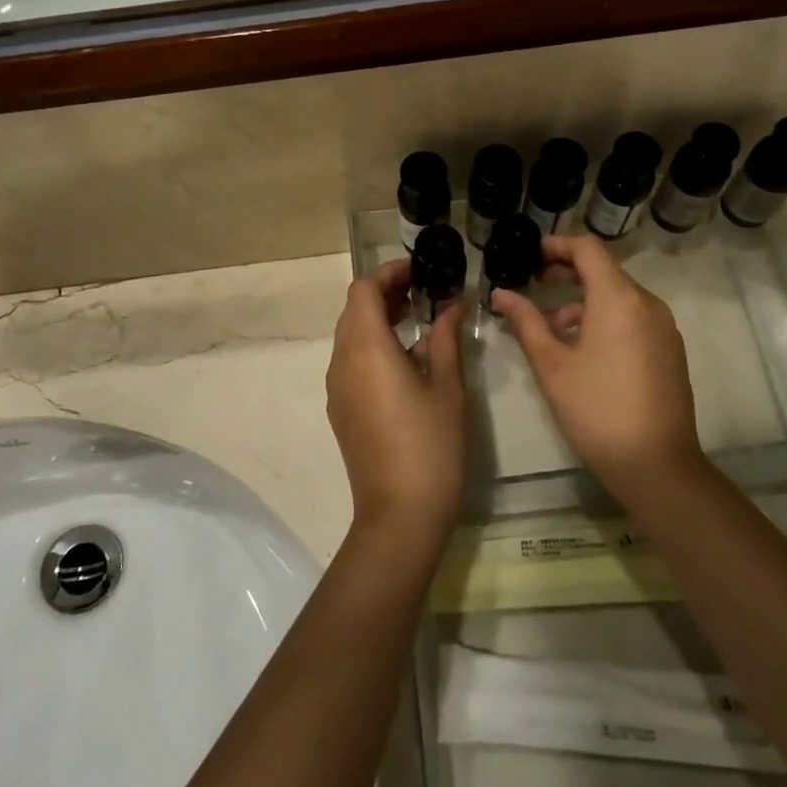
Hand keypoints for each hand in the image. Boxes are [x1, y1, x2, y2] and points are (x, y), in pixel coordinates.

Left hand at [325, 259, 468, 543]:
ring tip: (418, 319)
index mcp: (366, 349)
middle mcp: (342, 362)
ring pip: (350, 336)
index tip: (420, 271)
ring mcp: (336, 389)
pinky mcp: (340, 410)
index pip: (363, 290)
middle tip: (423, 291)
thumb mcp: (448, 388)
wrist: (399, 515)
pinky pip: (351, 362)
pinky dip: (372, 346)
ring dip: (378, 320)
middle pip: (353, 310)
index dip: (389, 273)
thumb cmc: (431, 446)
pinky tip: (406, 360)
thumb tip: (450, 305)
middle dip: (384, 293)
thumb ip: (445, 339)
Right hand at [491, 235, 703, 495]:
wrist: (656, 464)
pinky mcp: (669, 350)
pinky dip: (606, 317)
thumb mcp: (552, 365)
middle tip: (534, 281)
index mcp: (619, 299)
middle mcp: (647, 304)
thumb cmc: (596, 409)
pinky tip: (582, 346)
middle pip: (605, 270)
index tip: (530, 255)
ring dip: (585, 299)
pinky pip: (634, 317)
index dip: (557, 245)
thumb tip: (500, 294)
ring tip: (551, 323)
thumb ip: (526, 322)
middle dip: (568, 272)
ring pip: (620, 296)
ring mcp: (663, 328)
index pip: (588, 249)